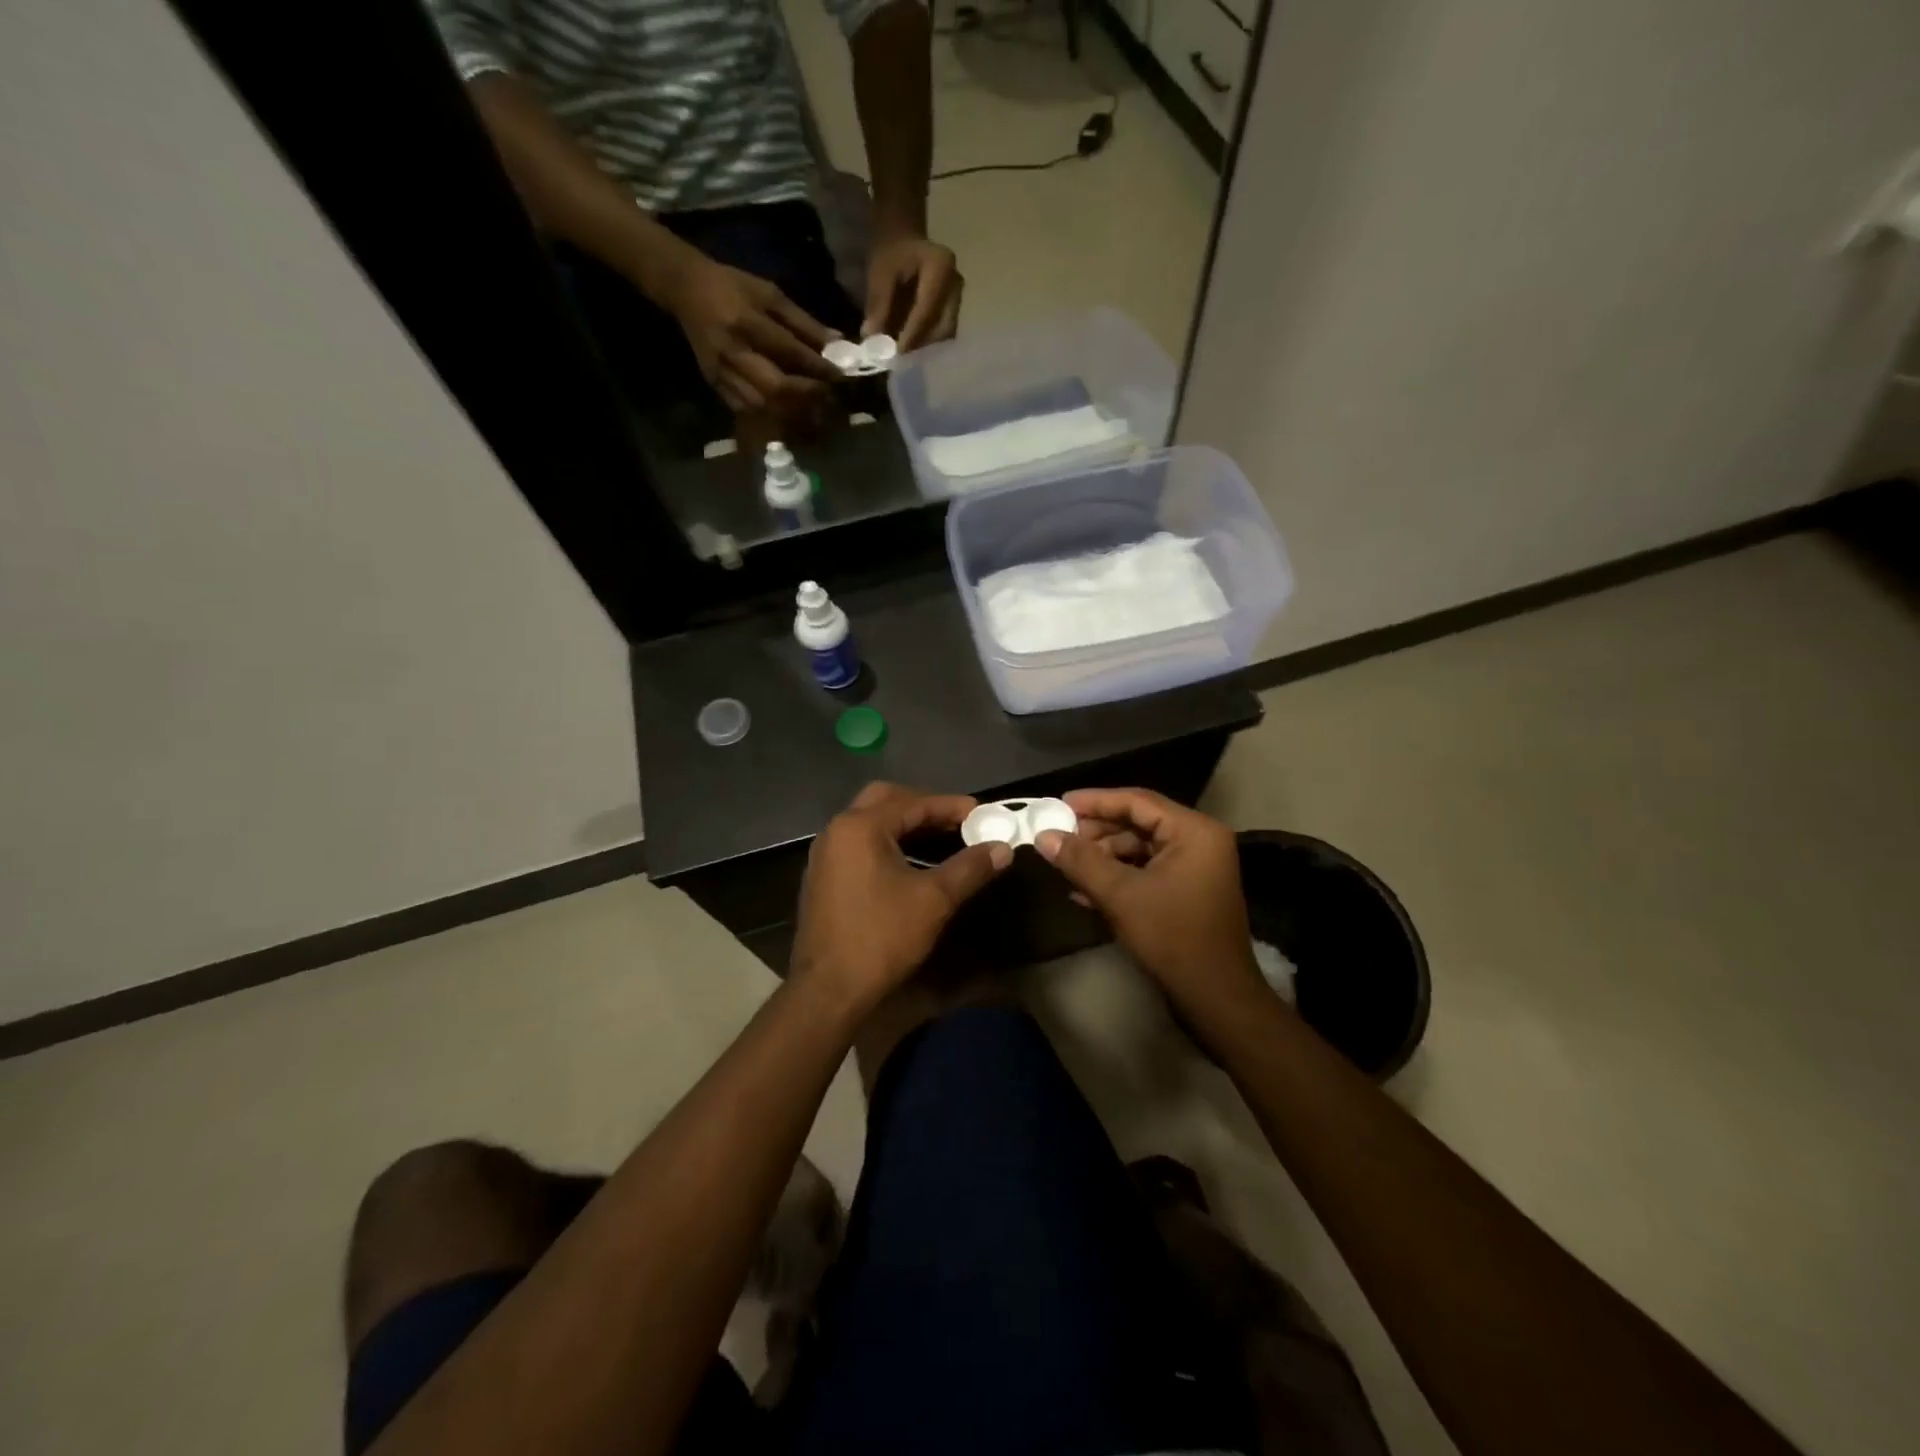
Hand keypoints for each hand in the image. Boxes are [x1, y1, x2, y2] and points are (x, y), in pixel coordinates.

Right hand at [665, 256, 841, 412]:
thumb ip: (804, 322)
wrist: (685, 290)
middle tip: (827, 395)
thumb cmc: (733, 286)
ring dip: (791, 411)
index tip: (840, 375)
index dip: (818, 367)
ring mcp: (721, 372)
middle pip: (775, 387)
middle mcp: (732, 351)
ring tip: (812, 407)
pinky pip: (747, 410)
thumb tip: (838, 344)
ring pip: (762, 405)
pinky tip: (787, 411)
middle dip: (806, 395)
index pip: (789, 351)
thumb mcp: (770, 294)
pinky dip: (770, 414)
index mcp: (746, 321)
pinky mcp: (715, 385)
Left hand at [791, 783, 1011, 1012]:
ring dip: (905, 825)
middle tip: (956, 821)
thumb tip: (1003, 848)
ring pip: (870, 822)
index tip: (982, 813)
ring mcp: (825, 854)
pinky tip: (911, 863)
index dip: (951, 806)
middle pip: (886, 800)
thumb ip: (970, 867)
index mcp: (860, 827)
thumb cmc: (882, 937)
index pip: (913, 802)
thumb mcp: (934, 900)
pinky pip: (860, 844)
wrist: (828, 990)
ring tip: (941, 839)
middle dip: (923, 806)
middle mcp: (837, 830)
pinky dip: (888, 843)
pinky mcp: (823, 877)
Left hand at [864, 230, 961, 349]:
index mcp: (940, 267)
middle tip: (900, 358)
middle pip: (943, 326)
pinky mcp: (954, 309)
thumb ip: (878, 304)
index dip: (912, 333)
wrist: (904, 240)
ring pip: (945, 333)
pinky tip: (911, 347)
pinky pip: (943, 332)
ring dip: (925, 346)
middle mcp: (956, 284)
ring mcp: (958, 297)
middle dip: (921, 344)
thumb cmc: (891, 252)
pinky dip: (927, 342)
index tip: (896, 353)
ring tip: (903, 354)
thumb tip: (871, 338)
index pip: (927, 308)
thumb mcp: (880, 272)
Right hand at [1037, 789, 1269, 1023]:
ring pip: (1140, 848)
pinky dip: (1118, 876)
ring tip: (1067, 866)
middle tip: (1059, 837)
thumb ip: (1080, 860)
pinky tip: (1083, 891)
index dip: (1095, 801)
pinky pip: (1147, 871)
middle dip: (1096, 832)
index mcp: (1194, 831)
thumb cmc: (1172, 937)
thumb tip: (1044, 835)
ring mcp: (1196, 867)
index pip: (1137, 801)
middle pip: (1139, 822)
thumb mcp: (1120, 895)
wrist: (1215, 998)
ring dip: (1103, 857)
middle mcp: (1199, 841)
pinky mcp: (1188, 891)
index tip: (1059, 804)